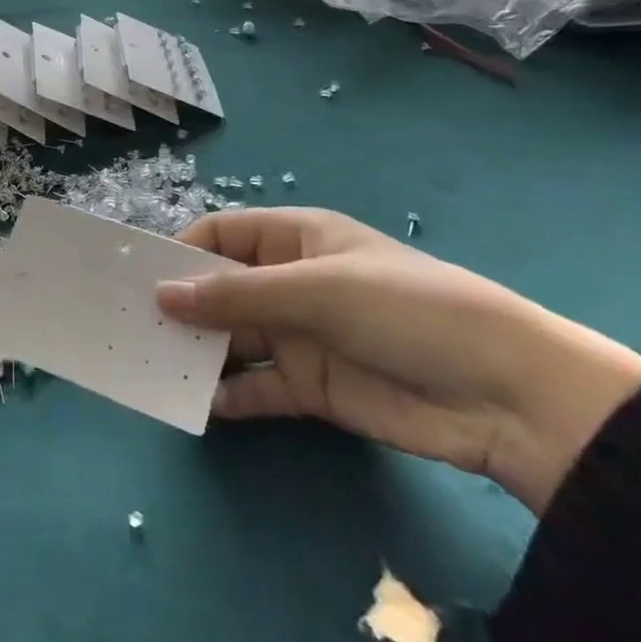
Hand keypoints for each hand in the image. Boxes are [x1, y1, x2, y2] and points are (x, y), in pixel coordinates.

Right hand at [157, 208, 640, 513]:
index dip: (180, 251)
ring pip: (233, 339)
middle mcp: (291, 283)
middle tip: (133, 328)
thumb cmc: (406, 310)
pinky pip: (258, 387)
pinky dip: (231, 395)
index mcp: (295, 240)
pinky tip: (203, 405)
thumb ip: (236, 296)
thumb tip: (161, 295)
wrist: (507, 397)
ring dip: (199, 352)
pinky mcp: (313, 388)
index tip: (139, 279)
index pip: (221, 235)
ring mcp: (301, 337)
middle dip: (182, 306)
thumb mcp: (316, 289)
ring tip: (155, 368)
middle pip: (220, 289)